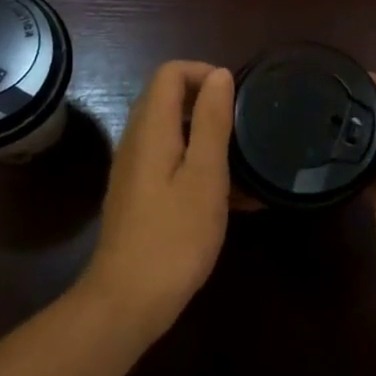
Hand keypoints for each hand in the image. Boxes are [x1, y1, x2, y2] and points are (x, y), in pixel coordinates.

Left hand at [82, 61, 235, 340]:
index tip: (237, 98)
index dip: (204, 73)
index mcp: (151, 129)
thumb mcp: (205, 176)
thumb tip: (221, 75)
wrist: (128, 302)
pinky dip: (201, 166)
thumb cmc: (174, 236)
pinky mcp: (141, 196)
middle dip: (209, 102)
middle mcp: (137, 142)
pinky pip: (172, 163)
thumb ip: (212, 122)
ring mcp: (136, 170)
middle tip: (246, 125)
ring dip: (209, 137)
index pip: (170, 73)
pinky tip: (235, 198)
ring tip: (247, 162)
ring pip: (174, 133)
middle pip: (169, 99)